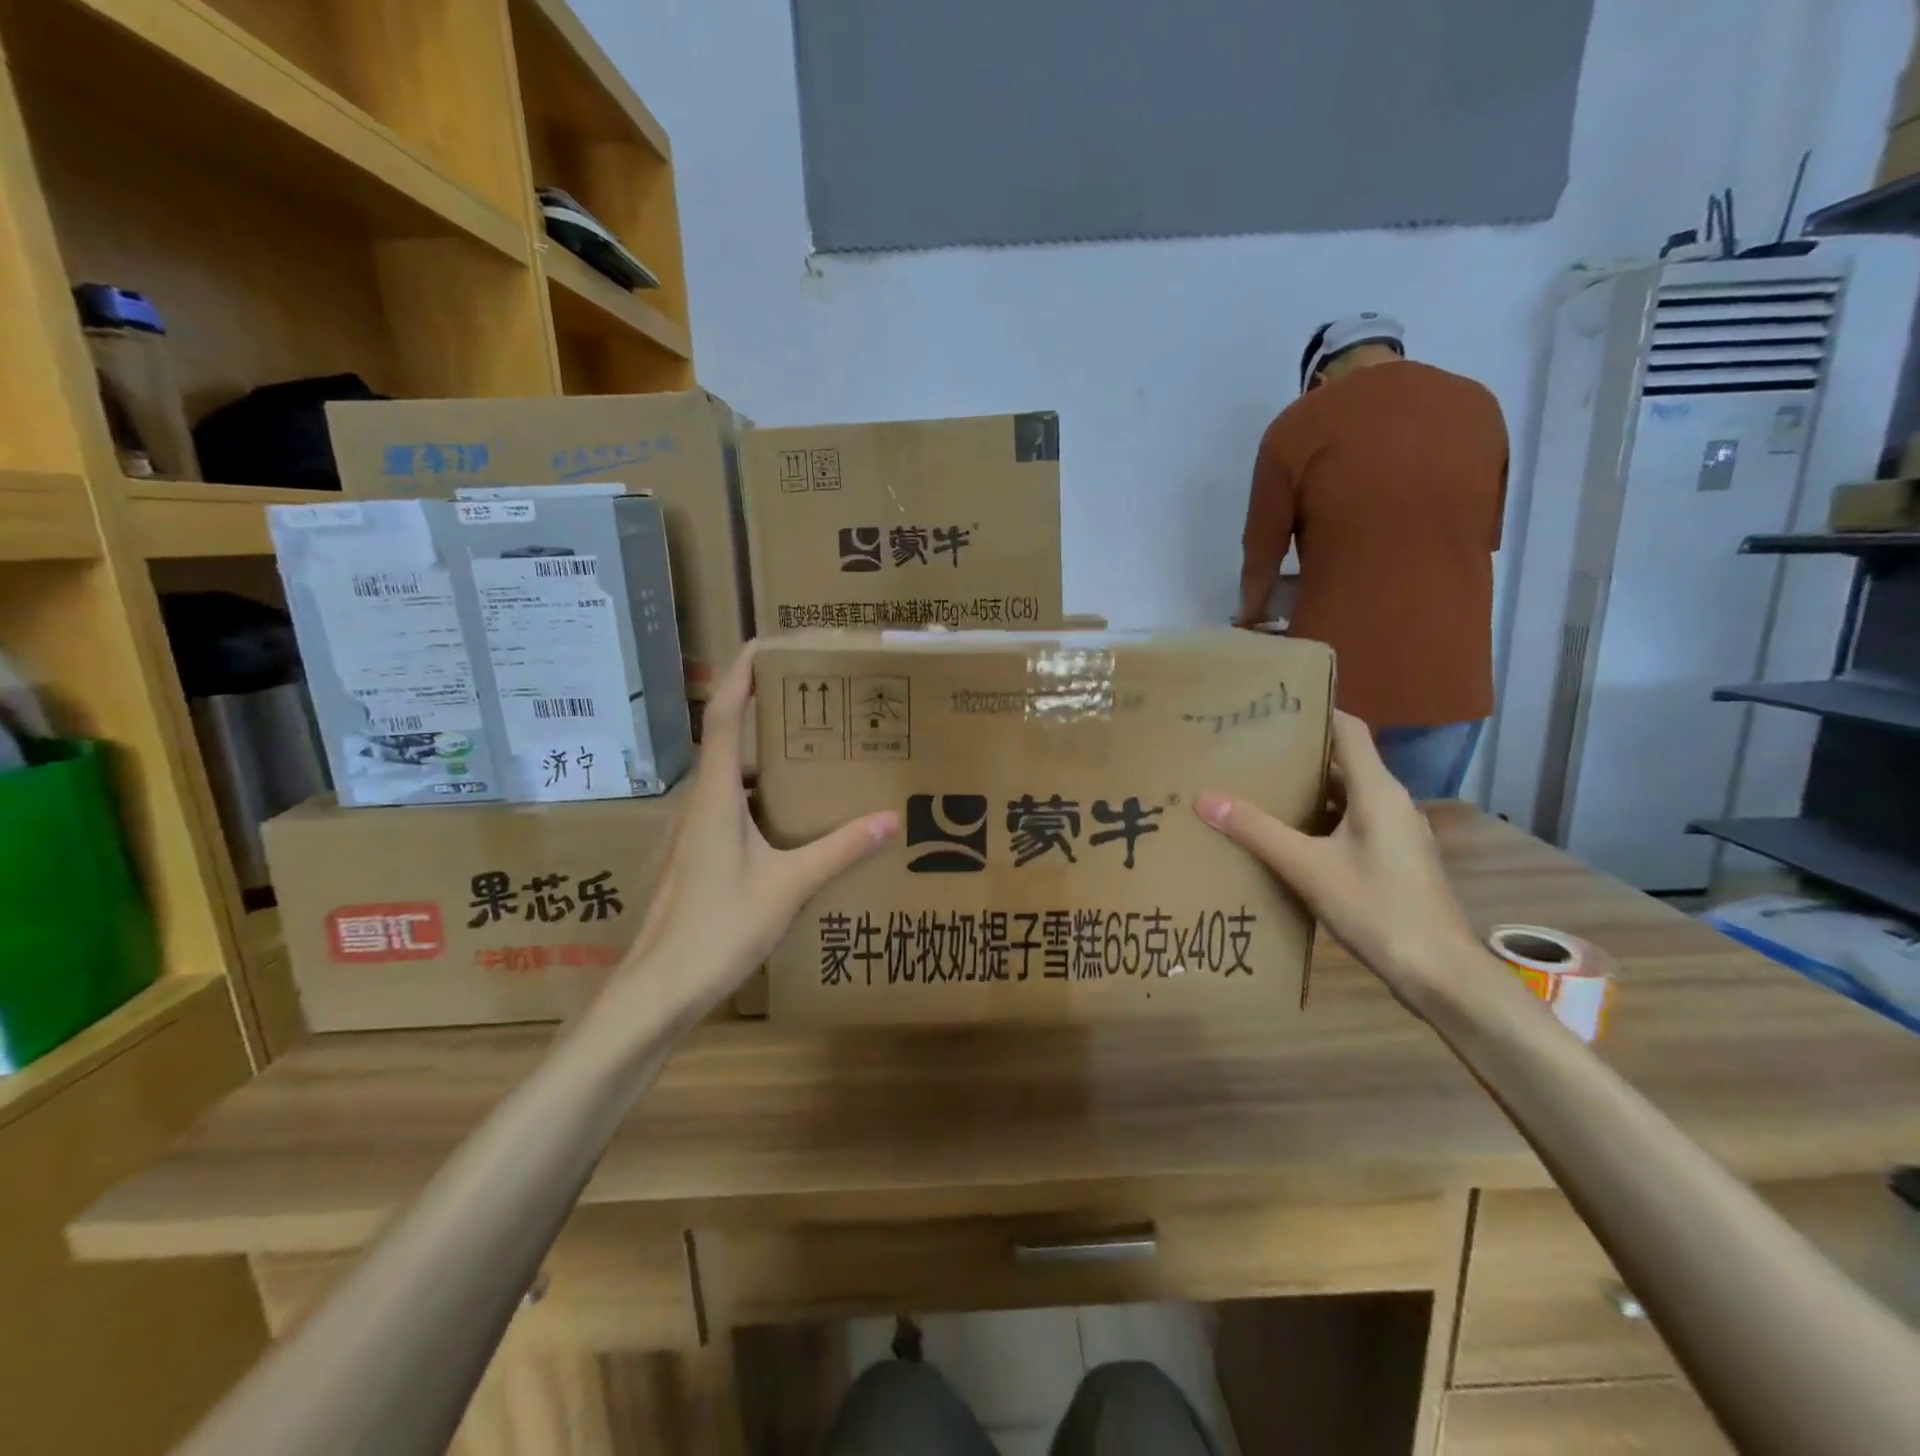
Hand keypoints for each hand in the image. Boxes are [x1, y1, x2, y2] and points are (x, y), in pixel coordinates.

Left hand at [605, 645, 897, 1013]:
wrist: (659, 990)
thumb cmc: (717, 930)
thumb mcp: (789, 886)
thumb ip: (839, 850)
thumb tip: (889, 819)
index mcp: (715, 797)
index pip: (722, 718)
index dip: (739, 676)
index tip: (765, 645)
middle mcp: (699, 805)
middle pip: (727, 741)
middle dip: (763, 712)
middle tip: (813, 700)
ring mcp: (694, 834)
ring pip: (731, 779)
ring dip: (765, 760)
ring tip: (814, 755)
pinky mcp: (698, 858)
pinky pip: (732, 810)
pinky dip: (762, 799)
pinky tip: (795, 821)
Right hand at [1194, 712, 1480, 997]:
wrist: (1440, 975)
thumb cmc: (1378, 910)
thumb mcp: (1308, 868)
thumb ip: (1256, 831)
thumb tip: (1204, 798)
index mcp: (1378, 791)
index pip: (1349, 730)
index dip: (1315, 712)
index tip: (1273, 707)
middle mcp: (1391, 803)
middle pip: (1343, 762)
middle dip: (1298, 754)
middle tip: (1249, 750)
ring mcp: (1397, 833)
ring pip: (1346, 796)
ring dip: (1307, 790)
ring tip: (1258, 788)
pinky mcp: (1394, 860)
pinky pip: (1351, 824)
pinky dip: (1319, 821)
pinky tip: (1286, 837)